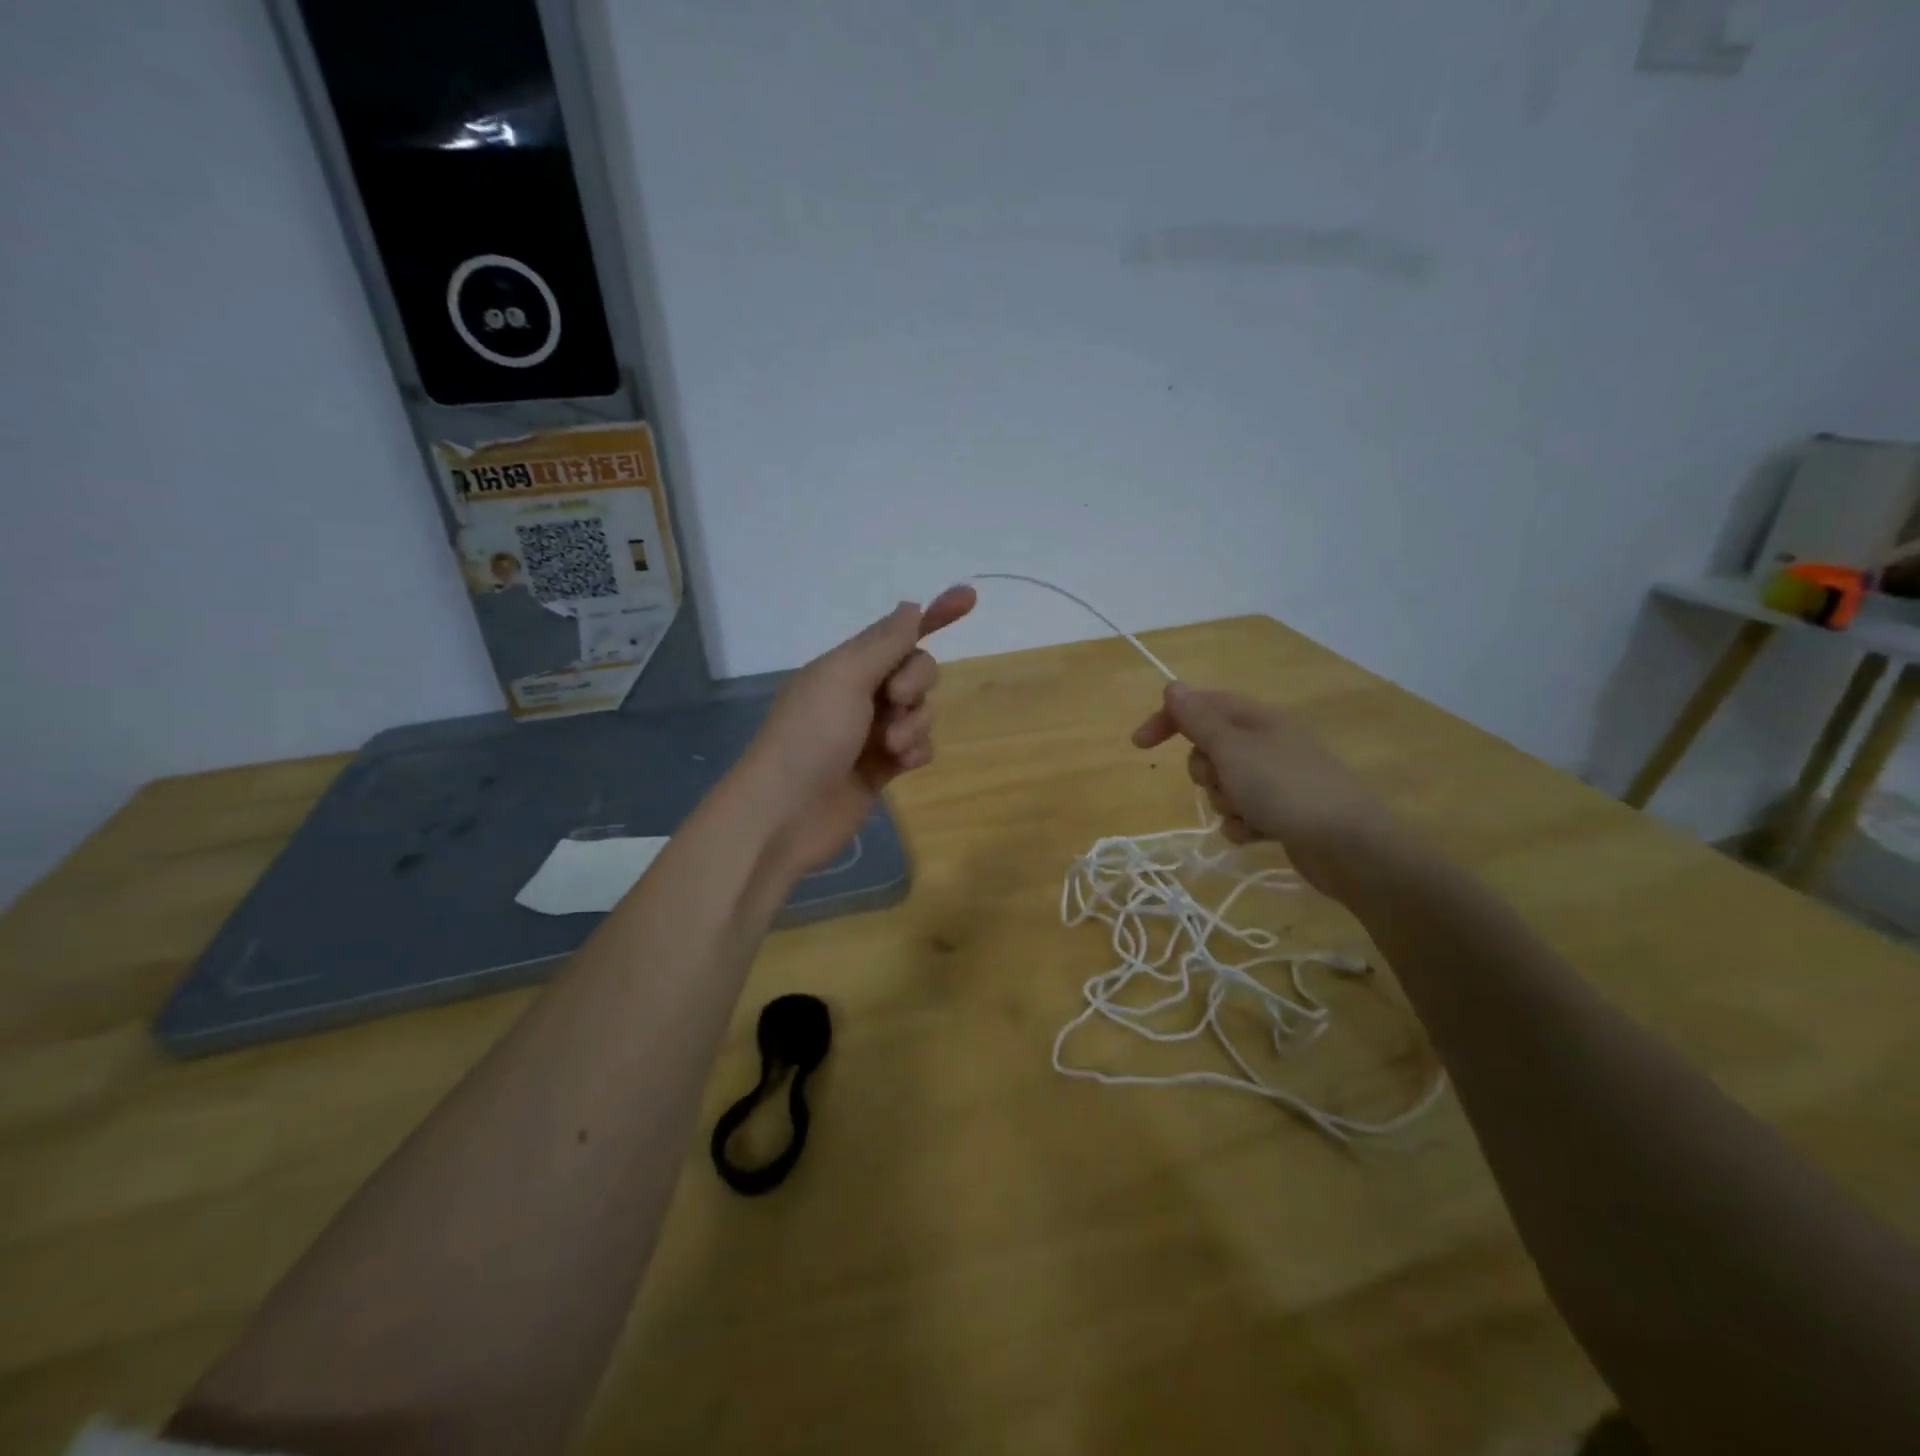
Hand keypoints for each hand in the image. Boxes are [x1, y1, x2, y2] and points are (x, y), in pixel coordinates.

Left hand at [739, 585, 976, 881]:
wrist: (786, 814)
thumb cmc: (810, 736)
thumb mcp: (844, 678)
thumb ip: (884, 644)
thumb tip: (911, 607)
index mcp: (847, 665)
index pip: (899, 632)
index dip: (935, 615)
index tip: (970, 597)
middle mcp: (861, 693)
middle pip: (917, 671)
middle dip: (917, 683)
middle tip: (895, 700)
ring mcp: (872, 732)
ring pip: (922, 712)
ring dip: (914, 725)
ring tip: (889, 747)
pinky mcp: (882, 768)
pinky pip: (919, 748)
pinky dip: (915, 753)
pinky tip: (899, 766)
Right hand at [1131, 683, 1396, 899]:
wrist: (1349, 845)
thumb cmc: (1285, 788)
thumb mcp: (1232, 748)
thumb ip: (1199, 719)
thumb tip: (1174, 686)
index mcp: (1258, 719)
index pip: (1201, 706)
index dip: (1168, 720)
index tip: (1139, 745)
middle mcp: (1268, 743)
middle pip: (1210, 749)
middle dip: (1205, 771)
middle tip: (1221, 781)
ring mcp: (1278, 779)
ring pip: (1224, 785)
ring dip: (1224, 802)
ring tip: (1246, 814)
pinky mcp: (1284, 813)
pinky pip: (1242, 814)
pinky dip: (1243, 825)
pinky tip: (1258, 835)